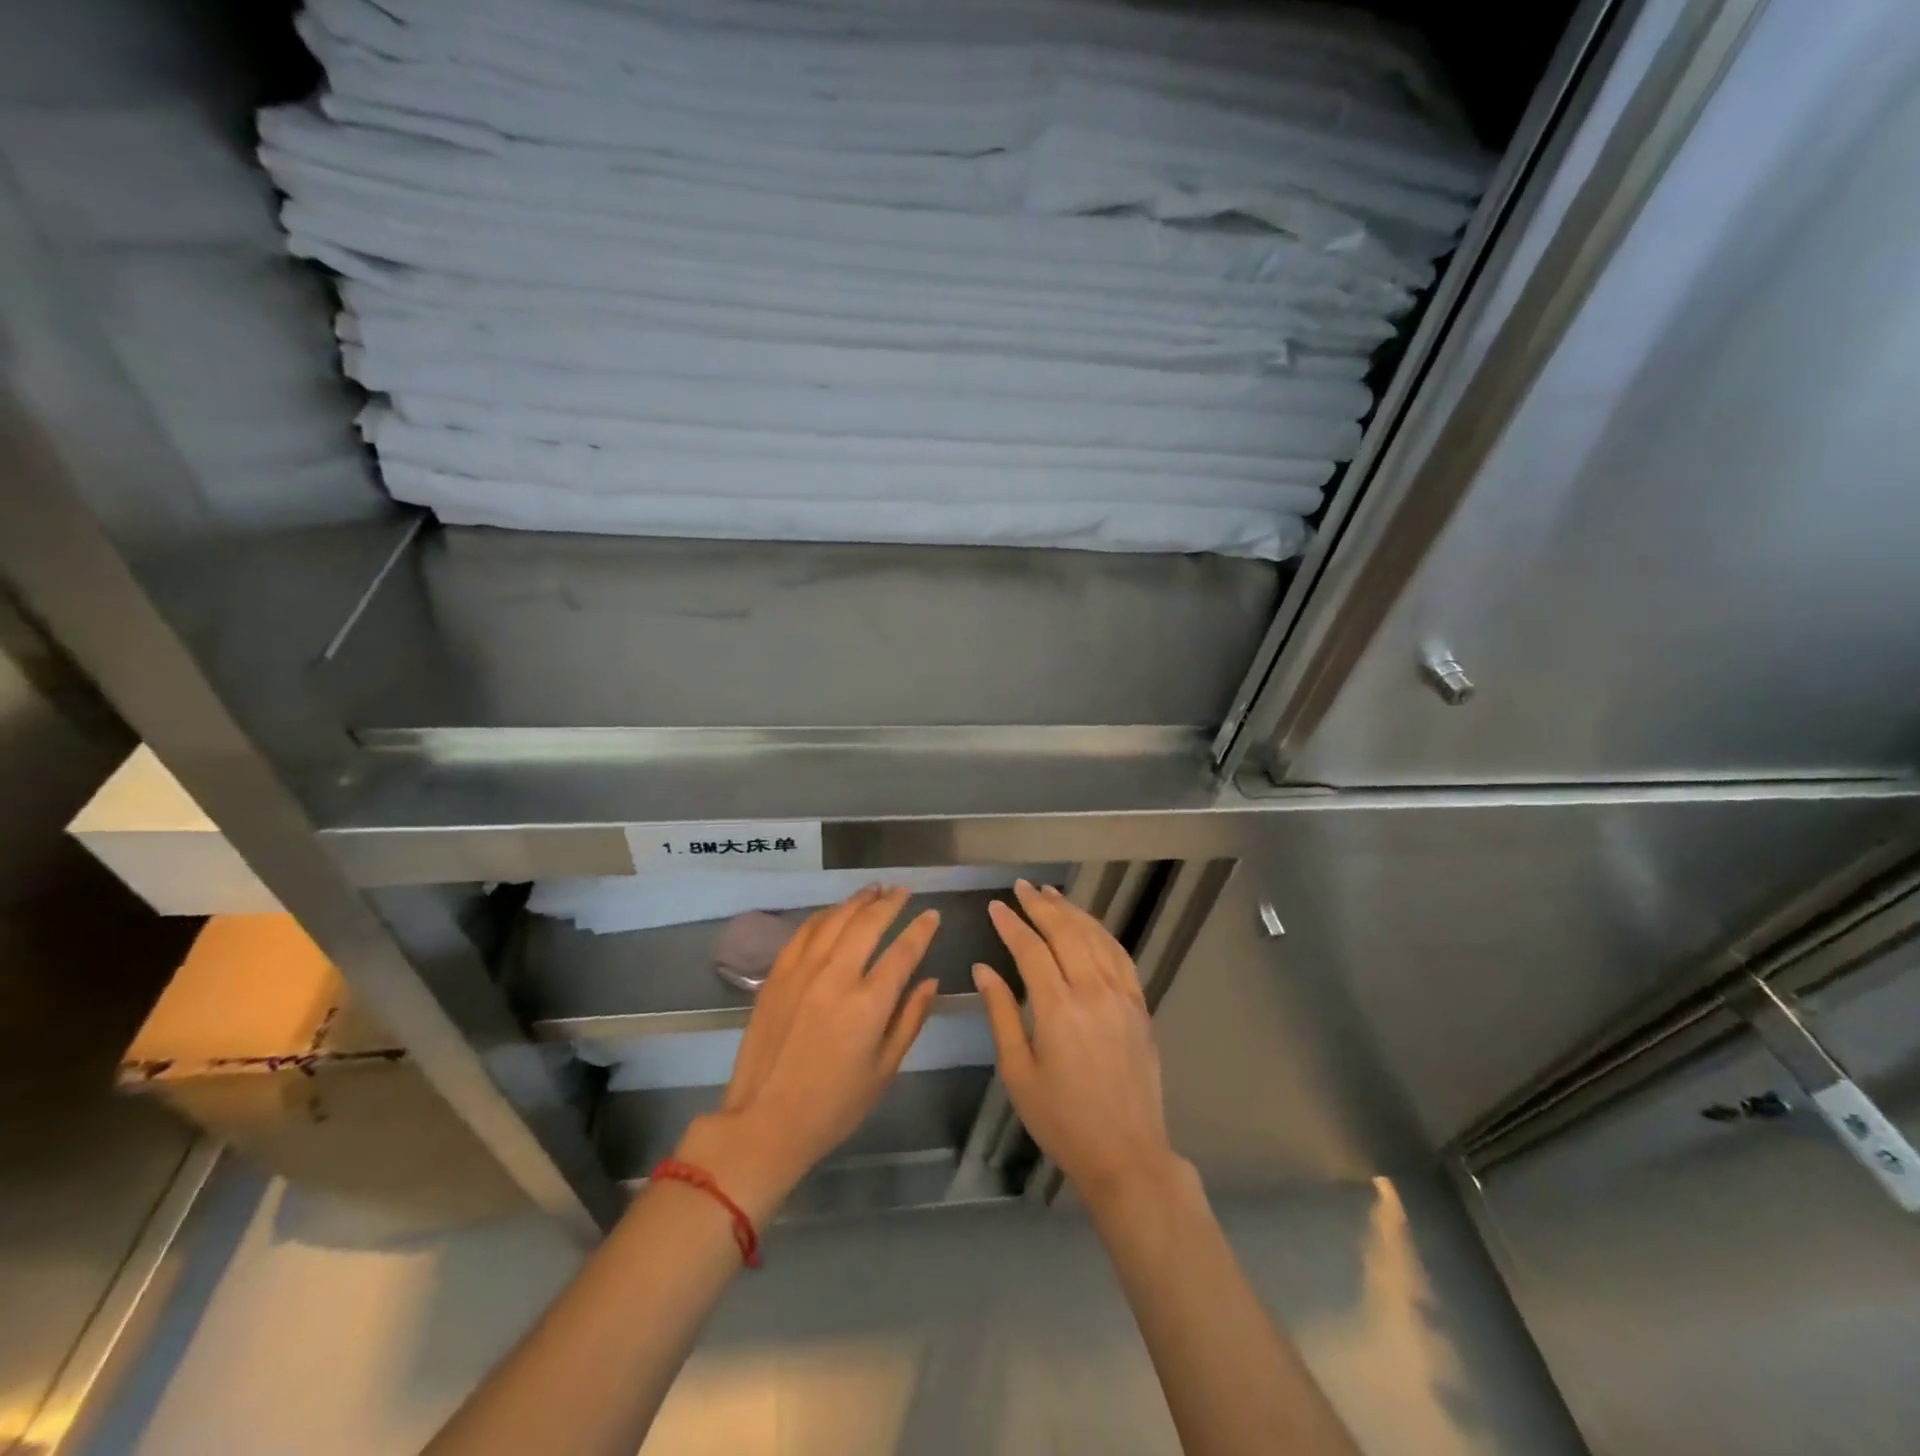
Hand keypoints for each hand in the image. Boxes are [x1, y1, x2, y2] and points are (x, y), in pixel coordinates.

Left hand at [674, 886, 938, 1223]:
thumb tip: (930, 981)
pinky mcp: (777, 974)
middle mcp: (836, 976)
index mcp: (869, 1004)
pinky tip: (836, 911)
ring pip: (835, 919)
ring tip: (875, 889)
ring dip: (858, 900)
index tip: (932, 915)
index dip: (922, 929)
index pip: (903, 951)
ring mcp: (802, 971)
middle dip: (891, 902)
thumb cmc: (834, 1106)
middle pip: (868, 923)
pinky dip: (826, 915)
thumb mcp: (884, 1071)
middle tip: (904, 891)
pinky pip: (805, 931)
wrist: (764, 1121)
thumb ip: (910, 1019)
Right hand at [974, 880, 1182, 1206]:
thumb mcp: (1018, 1072)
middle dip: (1041, 905)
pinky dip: (1102, 933)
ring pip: (1095, 937)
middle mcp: (1093, 992)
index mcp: (1058, 1009)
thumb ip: (1000, 1014)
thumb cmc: (1062, 1119)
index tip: (995, 906)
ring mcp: (1122, 996)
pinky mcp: (1140, 1006)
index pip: (1031, 949)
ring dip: (1072, 911)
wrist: (1126, 1153)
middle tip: (1022, 887)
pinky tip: (1089, 925)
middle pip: (1065, 932)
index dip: (1011, 924)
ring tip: (1051, 893)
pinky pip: (1120, 956)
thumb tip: (983, 969)